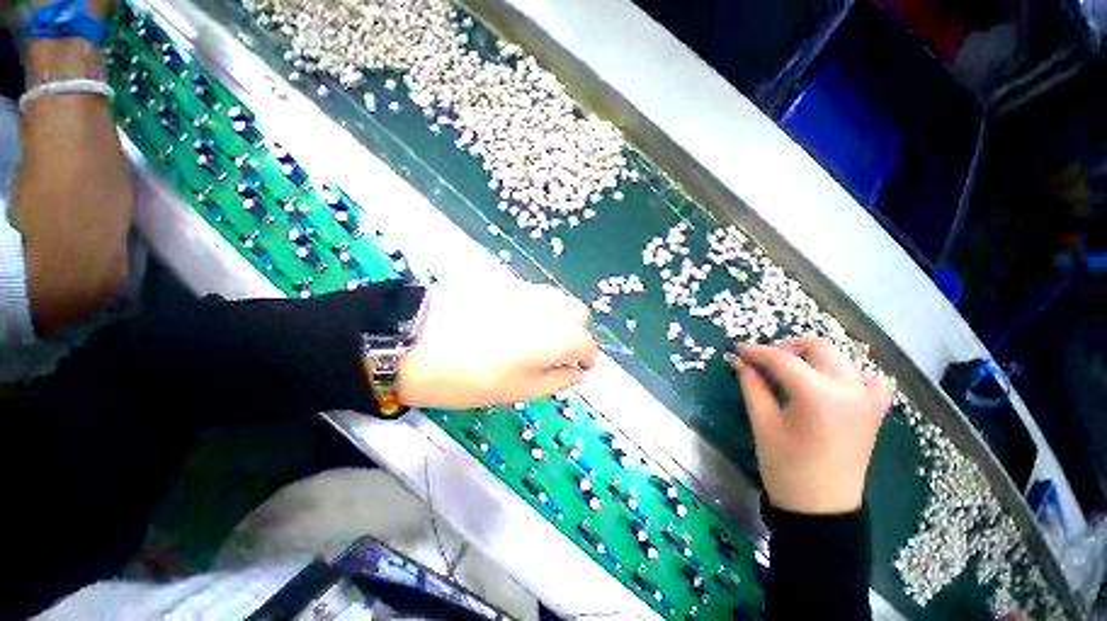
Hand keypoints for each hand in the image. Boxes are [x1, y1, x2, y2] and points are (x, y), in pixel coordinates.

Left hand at [394, 281, 598, 409]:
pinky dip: (537, 308)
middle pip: (578, 313)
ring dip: (558, 318)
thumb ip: (556, 380)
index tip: (580, 368)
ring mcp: (525, 290)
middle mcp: (547, 307)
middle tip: (557, 352)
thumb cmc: (469, 377)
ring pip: (557, 299)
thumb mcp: (518, 390)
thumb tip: (577, 374)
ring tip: (537, 338)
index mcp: (556, 336)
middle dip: (576, 333)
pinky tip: (515, 322)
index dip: (587, 357)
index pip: (587, 343)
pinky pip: (533, 293)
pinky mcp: (504, 283)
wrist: (415, 341)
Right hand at [734, 337, 891, 514]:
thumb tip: (742, 362)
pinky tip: (831, 384)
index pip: (782, 359)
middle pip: (818, 347)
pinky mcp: (874, 411)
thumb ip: (753, 386)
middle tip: (764, 362)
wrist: (822, 508)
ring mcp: (868, 399)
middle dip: (786, 348)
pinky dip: (847, 373)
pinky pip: (867, 378)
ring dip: (813, 357)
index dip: (756, 352)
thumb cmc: (786, 468)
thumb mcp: (763, 423)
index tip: (738, 350)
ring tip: (791, 372)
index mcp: (819, 396)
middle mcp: (850, 390)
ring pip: (840, 357)